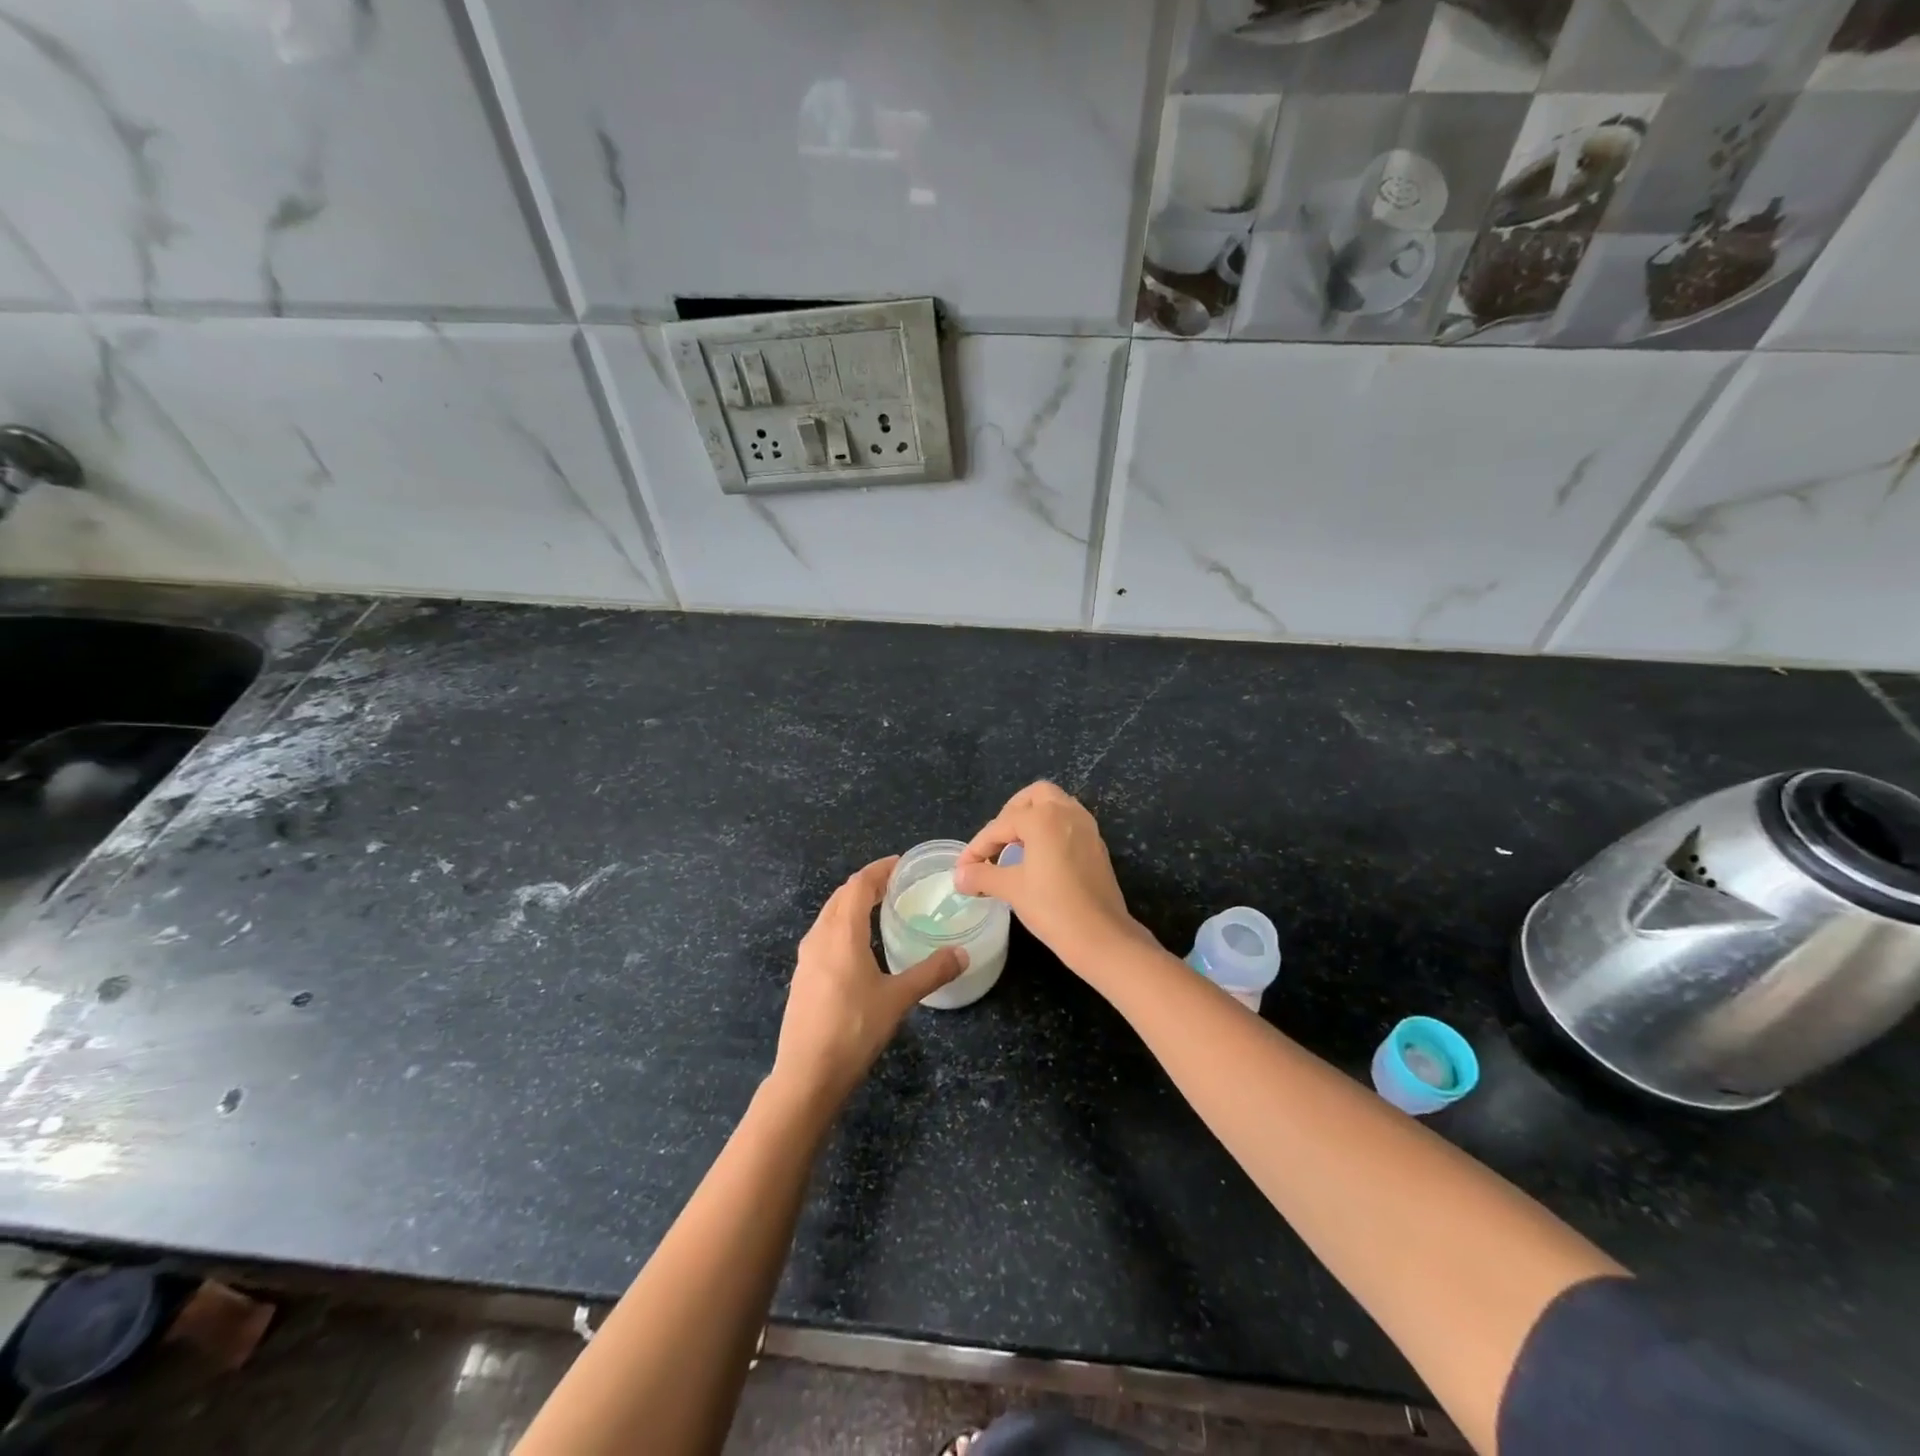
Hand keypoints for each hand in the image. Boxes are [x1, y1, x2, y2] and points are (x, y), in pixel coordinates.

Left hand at [772, 856, 966, 1106]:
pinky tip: (857, 947)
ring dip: (851, 905)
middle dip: (866, 885)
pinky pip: (823, 936)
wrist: (807, 1075)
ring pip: (828, 916)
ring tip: (878, 909)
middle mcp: (819, 937)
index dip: (879, 870)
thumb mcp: (898, 999)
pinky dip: (842, 926)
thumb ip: (931, 972)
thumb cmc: (854, 1029)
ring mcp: (806, 958)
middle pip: (840, 896)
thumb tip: (963, 954)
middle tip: (894, 885)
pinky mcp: (802, 977)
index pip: (858, 885)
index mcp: (841, 933)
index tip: (900, 864)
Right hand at [952, 782, 1141, 971]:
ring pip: (1055, 806)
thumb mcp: (1011, 889)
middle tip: (996, 842)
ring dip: (1032, 819)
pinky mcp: (1096, 845)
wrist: (1102, 937)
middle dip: (1010, 814)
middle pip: (1034, 797)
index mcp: (1044, 818)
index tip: (963, 868)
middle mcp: (1067, 813)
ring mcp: (1086, 828)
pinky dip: (1050, 830)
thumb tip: (959, 875)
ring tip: (1015, 848)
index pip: (1000, 825)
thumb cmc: (1052, 907)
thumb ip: (982, 875)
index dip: (977, 847)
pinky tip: (1039, 858)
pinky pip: (1068, 823)